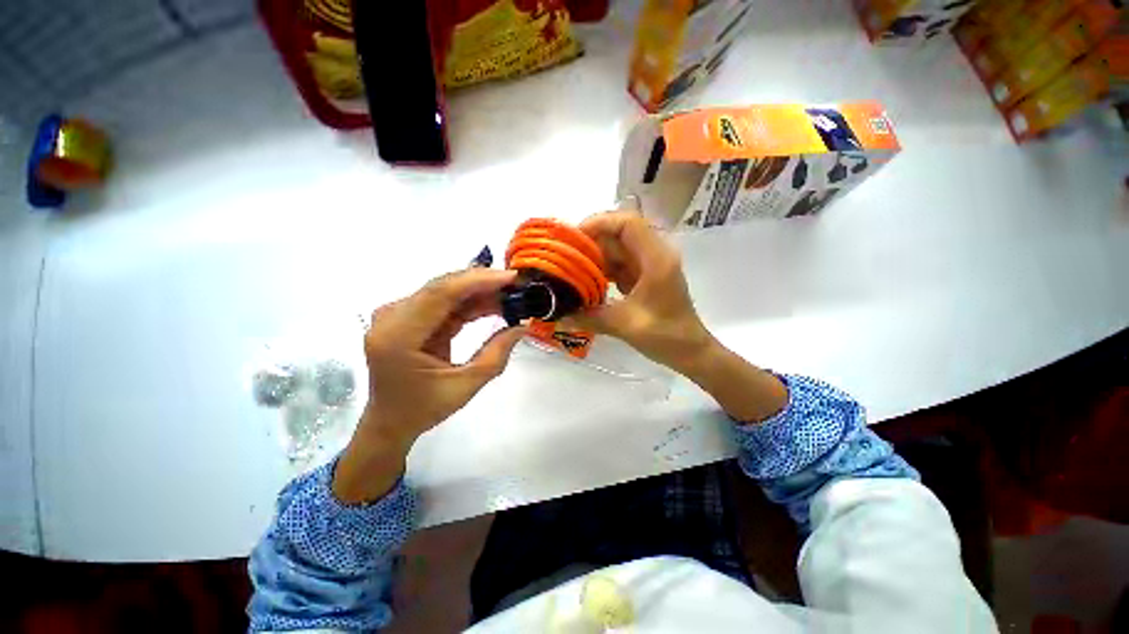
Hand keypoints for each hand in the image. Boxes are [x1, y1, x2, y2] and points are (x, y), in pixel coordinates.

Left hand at [334, 269, 525, 503]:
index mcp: (398, 336)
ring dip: (480, 291)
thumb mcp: (465, 386)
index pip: (440, 294)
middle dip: (483, 282)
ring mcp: (398, 314)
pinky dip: (471, 302)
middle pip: (443, 287)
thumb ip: (496, 354)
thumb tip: (522, 326)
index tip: (511, 277)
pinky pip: (445, 302)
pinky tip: (494, 303)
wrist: (390, 421)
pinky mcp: (409, 316)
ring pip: (446, 291)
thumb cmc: (422, 409)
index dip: (478, 280)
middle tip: (517, 284)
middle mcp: (392, 317)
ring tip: (512, 294)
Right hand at [570, 211, 713, 372]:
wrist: (690, 351)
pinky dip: (602, 270)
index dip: (600, 223)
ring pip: (618, 250)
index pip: (628, 223)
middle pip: (620, 234)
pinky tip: (585, 282)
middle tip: (565, 256)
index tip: (574, 237)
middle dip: (591, 242)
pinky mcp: (644, 278)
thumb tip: (559, 316)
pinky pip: (619, 266)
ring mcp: (649, 267)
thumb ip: (591, 318)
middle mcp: (654, 256)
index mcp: (656, 259)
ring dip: (595, 257)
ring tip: (570, 269)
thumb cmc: (667, 336)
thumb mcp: (626, 325)